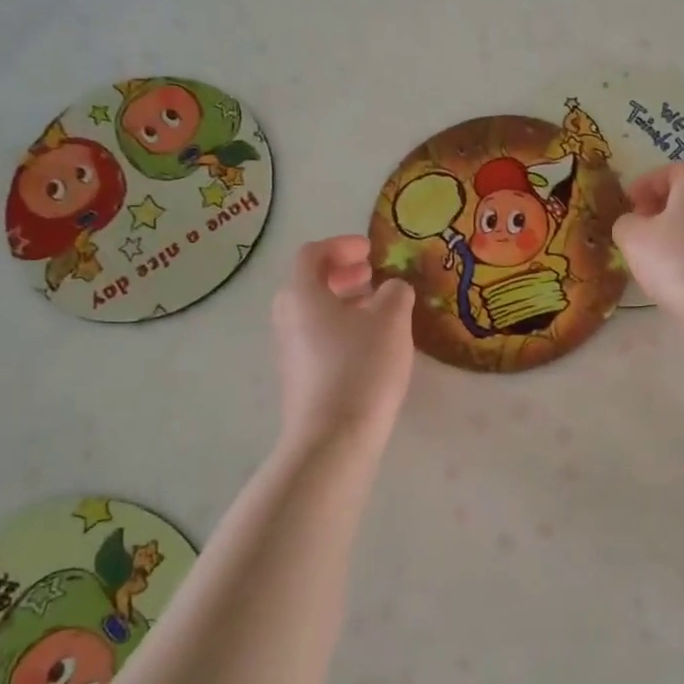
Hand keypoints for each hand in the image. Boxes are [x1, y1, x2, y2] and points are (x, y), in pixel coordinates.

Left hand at [271, 236, 414, 449]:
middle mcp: (287, 318)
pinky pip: (318, 337)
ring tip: (378, 309)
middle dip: (342, 274)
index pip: (312, 254)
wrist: (333, 438)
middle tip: (372, 275)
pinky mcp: (299, 377)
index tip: (371, 250)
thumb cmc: (361, 367)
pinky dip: (341, 327)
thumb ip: (395, 293)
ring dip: (344, 302)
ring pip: (314, 312)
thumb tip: (392, 287)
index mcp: (302, 295)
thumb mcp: (391, 321)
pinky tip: (370, 344)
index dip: (342, 245)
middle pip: (309, 283)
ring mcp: (290, 350)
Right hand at [612, 164, 683, 330]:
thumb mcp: (634, 240)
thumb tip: (633, 224)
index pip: (669, 170)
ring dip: (678, 235)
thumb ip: (625, 224)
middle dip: (660, 210)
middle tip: (638, 232)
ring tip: (657, 261)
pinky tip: (683, 280)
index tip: (627, 206)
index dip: (644, 185)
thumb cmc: (681, 262)